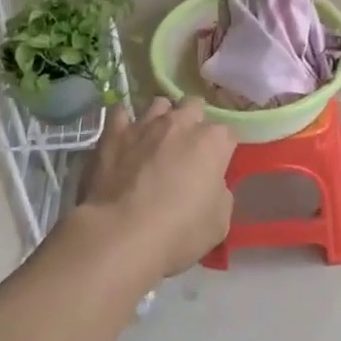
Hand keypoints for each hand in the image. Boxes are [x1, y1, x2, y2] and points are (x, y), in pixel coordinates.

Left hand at [74, 98, 235, 280]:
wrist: (121, 235)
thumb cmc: (178, 232)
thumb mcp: (219, 223)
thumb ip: (220, 194)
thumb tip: (212, 185)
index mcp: (212, 142)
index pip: (227, 134)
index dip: (222, 152)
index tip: (215, 169)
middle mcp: (180, 123)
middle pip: (194, 107)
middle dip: (194, 123)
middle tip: (187, 150)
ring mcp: (145, 124)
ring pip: (159, 104)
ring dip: (162, 118)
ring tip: (156, 140)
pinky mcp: (113, 133)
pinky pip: (120, 113)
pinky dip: (124, 123)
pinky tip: (125, 138)